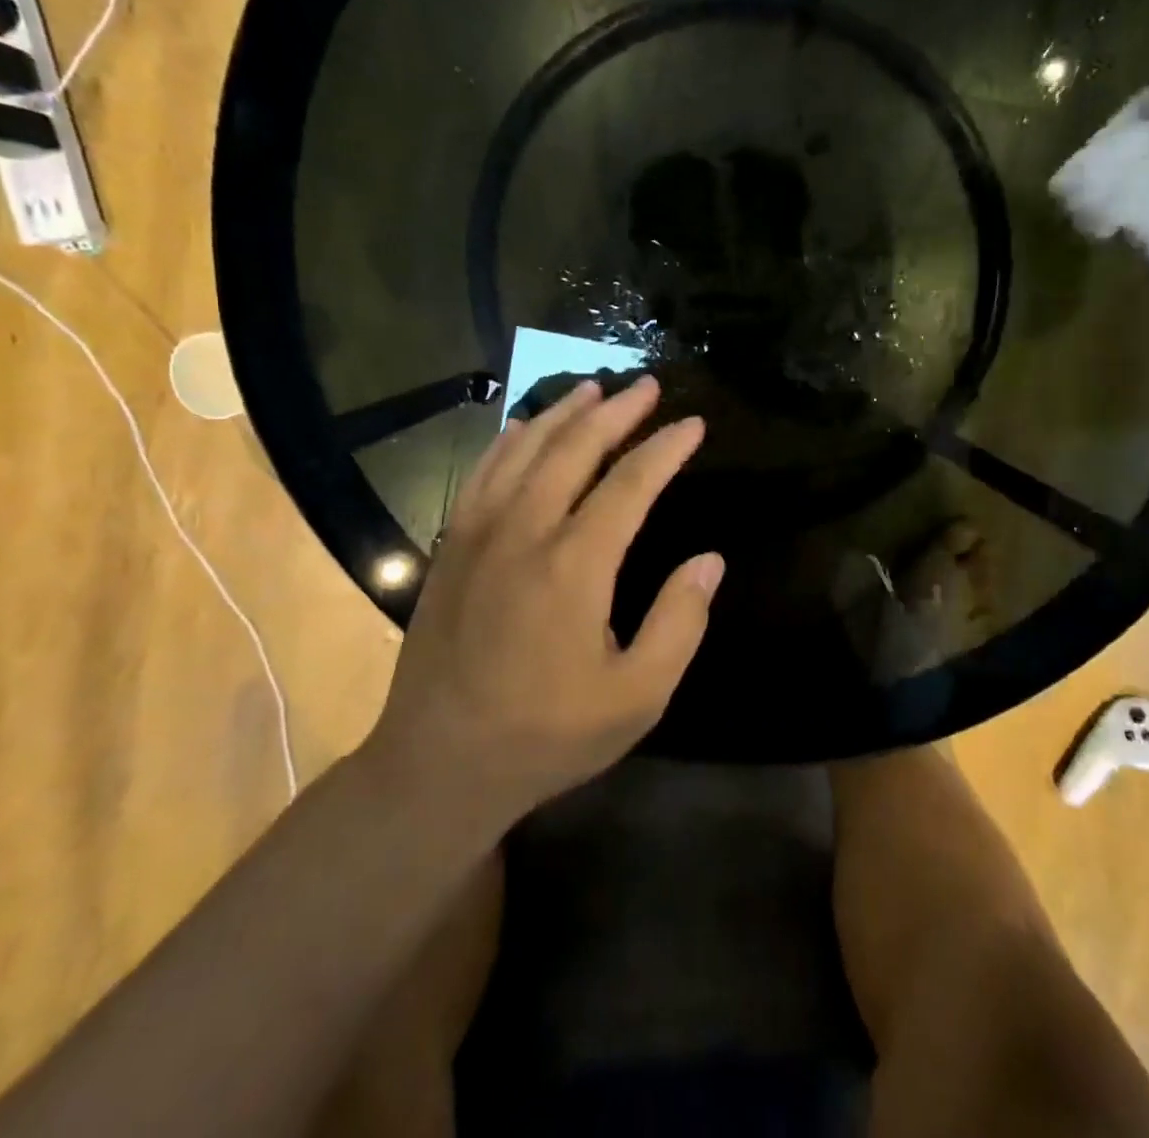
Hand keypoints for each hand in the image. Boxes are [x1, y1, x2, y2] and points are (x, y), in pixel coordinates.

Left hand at [362, 377, 723, 828]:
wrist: (438, 764)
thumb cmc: (547, 734)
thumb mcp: (636, 697)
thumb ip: (679, 623)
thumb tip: (709, 560)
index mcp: (574, 566)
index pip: (630, 484)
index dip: (665, 449)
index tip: (694, 424)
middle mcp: (524, 532)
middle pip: (574, 448)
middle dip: (617, 411)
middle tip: (648, 385)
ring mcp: (478, 534)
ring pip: (524, 449)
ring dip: (562, 413)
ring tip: (593, 389)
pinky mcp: (450, 546)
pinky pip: (482, 472)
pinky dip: (509, 440)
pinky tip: (523, 427)